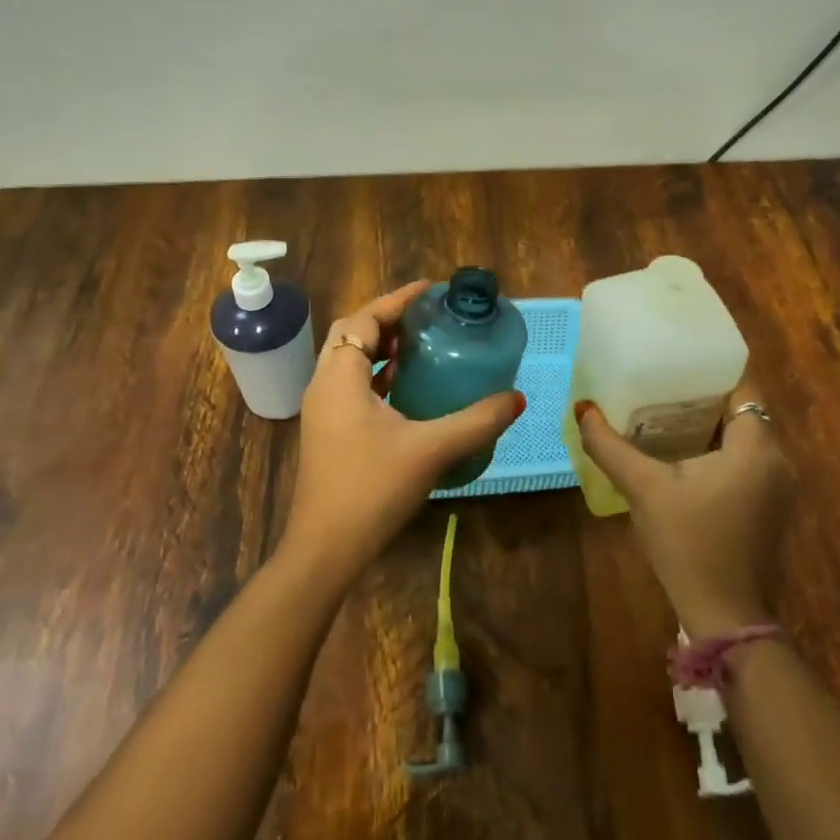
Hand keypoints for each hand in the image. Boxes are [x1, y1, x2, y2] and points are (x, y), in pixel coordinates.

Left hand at [281, 281, 524, 587]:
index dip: (397, 300)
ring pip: (348, 361)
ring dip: (380, 348)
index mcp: (340, 377)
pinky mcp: (326, 431)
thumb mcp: (430, 450)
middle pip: (352, 334)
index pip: (364, 319)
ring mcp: (321, 410)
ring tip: (421, 347)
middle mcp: (324, 385)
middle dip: (387, 320)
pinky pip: (350, 386)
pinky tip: (406, 390)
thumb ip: (476, 421)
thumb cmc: (372, 488)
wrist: (326, 548)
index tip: (431, 291)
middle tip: (427, 318)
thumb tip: (518, 399)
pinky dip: (375, 376)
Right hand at [576, 382, 793, 636]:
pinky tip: (681, 455)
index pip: (742, 386)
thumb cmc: (688, 543)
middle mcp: (777, 460)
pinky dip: (718, 450)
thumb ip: (609, 445)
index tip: (674, 360)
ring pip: (743, 437)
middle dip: (703, 395)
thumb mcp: (643, 488)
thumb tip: (582, 408)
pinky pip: (746, 461)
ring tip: (663, 412)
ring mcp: (777, 487)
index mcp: (756, 447)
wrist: (725, 615)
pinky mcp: (769, 508)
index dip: (710, 370)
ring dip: (709, 424)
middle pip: (741, 410)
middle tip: (659, 382)